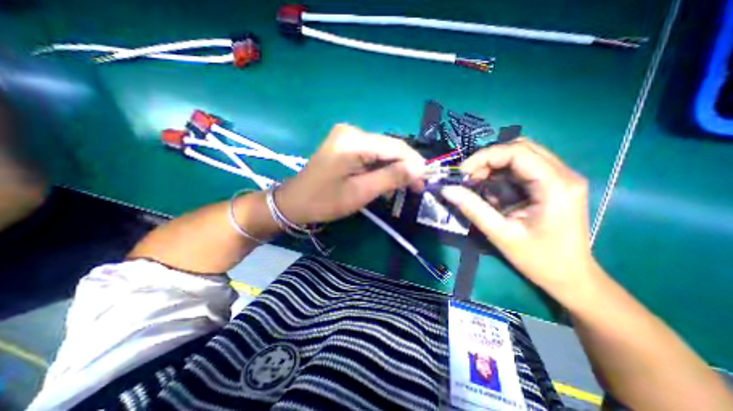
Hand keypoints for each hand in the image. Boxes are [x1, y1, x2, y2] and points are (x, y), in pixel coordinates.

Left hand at [276, 124, 427, 224]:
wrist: (294, 202)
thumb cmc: (325, 201)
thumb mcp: (360, 192)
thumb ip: (390, 178)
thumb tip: (418, 169)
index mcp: (354, 140)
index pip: (395, 147)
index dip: (414, 163)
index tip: (425, 181)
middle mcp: (352, 131)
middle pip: (389, 147)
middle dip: (405, 167)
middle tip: (416, 186)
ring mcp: (347, 136)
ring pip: (381, 151)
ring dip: (393, 168)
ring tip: (403, 187)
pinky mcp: (345, 144)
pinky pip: (371, 154)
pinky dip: (381, 167)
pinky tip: (385, 180)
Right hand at [437, 140, 598, 299]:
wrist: (570, 277)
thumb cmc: (539, 260)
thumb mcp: (501, 234)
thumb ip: (473, 209)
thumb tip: (447, 190)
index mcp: (556, 186)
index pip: (517, 152)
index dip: (485, 157)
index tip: (462, 172)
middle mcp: (563, 175)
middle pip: (520, 148)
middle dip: (488, 159)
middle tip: (468, 177)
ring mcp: (560, 178)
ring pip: (521, 155)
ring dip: (493, 165)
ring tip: (475, 182)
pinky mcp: (553, 185)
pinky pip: (522, 168)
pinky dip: (501, 174)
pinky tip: (490, 189)